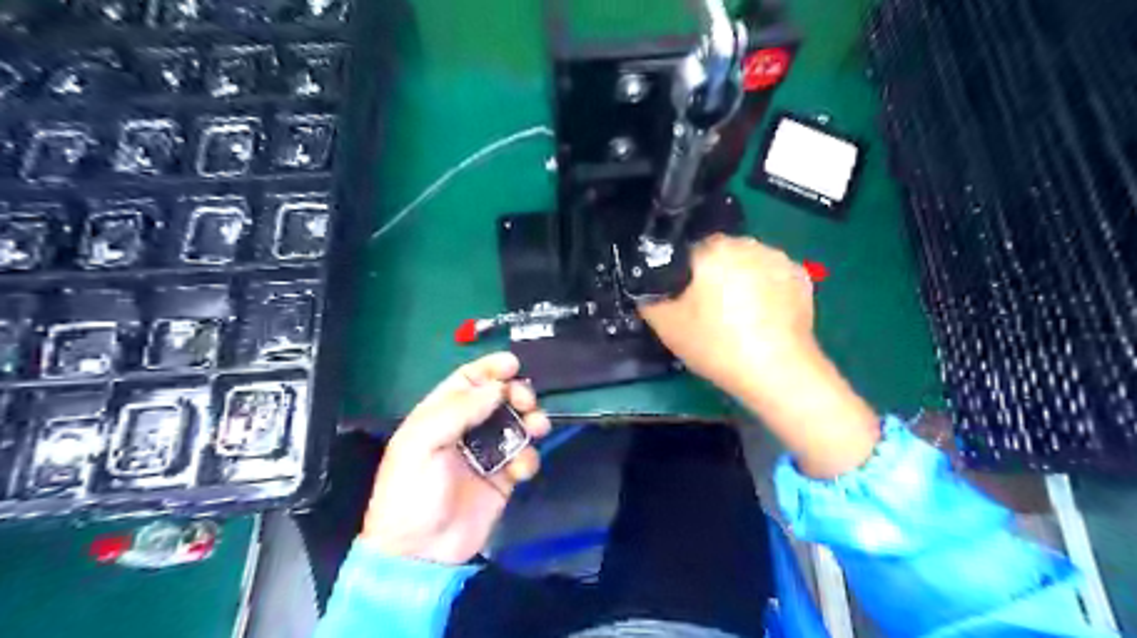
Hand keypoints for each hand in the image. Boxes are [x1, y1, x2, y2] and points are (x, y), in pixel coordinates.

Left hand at [356, 350, 548, 566]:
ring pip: (516, 425)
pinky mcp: (503, 478)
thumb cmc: (412, 492)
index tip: (513, 364)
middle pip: (498, 399)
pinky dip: (528, 458)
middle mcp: (465, 429)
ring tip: (537, 426)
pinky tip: (521, 469)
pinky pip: (523, 457)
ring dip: (530, 421)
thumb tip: (497, 388)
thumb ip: (458, 410)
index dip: (490, 369)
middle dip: (516, 394)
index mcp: (439, 415)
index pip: (467, 381)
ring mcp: (486, 454)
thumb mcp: (421, 443)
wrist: (421, 552)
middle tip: (526, 400)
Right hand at [639, 231, 816, 394]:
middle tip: (709, 312)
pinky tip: (762, 318)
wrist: (776, 371)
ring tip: (740, 317)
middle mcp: (747, 243)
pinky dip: (766, 290)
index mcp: (712, 248)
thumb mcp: (666, 326)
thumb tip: (648, 288)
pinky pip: (771, 277)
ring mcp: (778, 258)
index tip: (685, 302)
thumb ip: (648, 298)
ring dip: (740, 281)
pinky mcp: (801, 277)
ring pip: (747, 264)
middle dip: (713, 276)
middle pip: (719, 255)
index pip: (687, 252)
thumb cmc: (717, 344)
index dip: (682, 277)